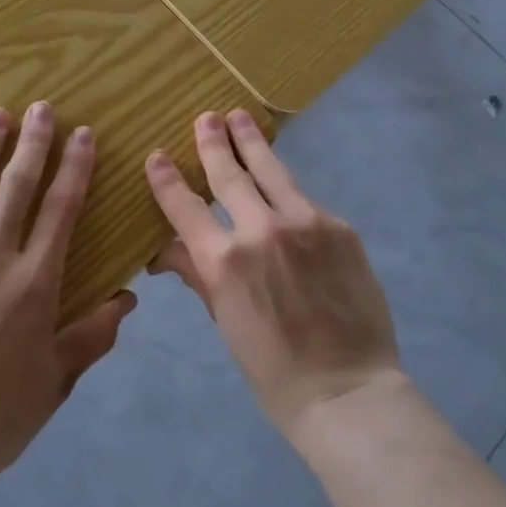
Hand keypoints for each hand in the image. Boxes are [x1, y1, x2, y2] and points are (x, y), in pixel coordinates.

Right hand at [145, 109, 401, 441]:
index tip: (157, 156)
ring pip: (271, 171)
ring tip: (240, 117)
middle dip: (214, 143)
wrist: (348, 390)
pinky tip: (283, 183)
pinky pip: (305, 199)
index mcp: (225, 262)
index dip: (167, 180)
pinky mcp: (338, 226)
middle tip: (206, 118)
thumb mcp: (226, 323)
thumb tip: (165, 249)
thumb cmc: (274, 370)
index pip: (186, 207)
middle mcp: (261, 230)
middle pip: (230, 175)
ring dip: (252, 142)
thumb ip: (199, 274)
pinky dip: (287, 189)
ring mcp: (305, 223)